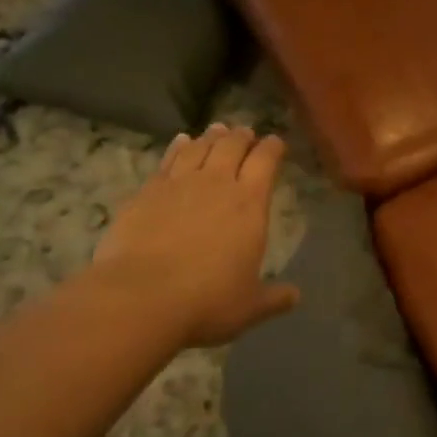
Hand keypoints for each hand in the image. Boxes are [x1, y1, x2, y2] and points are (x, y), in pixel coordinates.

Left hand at [94, 124, 299, 347]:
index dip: (272, 148)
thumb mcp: (250, 306)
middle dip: (242, 136)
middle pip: (232, 146)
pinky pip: (168, 160)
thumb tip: (295, 296)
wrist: (141, 297)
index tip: (276, 142)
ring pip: (199, 147)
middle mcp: (216, 184)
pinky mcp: (147, 192)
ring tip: (217, 130)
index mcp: (249, 205)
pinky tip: (180, 142)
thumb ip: (274, 297)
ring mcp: (179, 184)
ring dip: (211, 136)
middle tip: (246, 132)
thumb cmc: (206, 301)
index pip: (265, 162)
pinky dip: (178, 147)